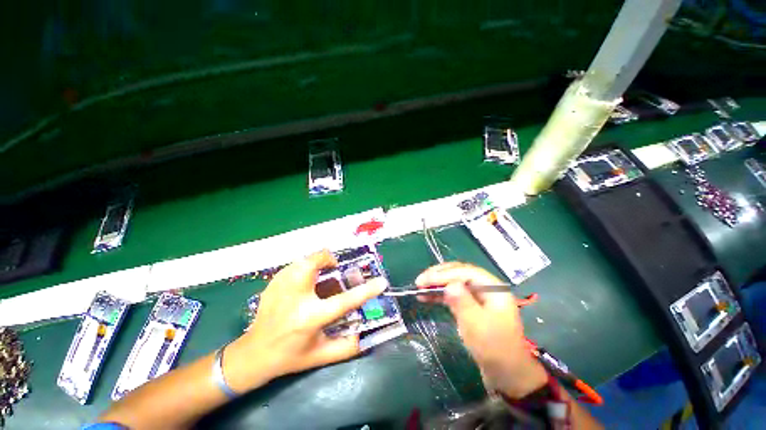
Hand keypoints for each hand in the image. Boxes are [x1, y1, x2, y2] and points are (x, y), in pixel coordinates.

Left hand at [223, 250, 387, 392]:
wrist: (253, 354)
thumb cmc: (289, 357)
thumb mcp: (320, 356)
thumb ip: (346, 347)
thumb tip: (366, 336)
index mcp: (310, 318)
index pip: (344, 301)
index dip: (366, 290)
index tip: (382, 281)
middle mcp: (295, 299)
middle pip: (313, 264)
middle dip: (327, 259)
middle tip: (333, 268)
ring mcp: (281, 288)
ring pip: (302, 259)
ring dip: (316, 262)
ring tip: (319, 274)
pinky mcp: (273, 283)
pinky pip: (293, 265)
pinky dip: (304, 267)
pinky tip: (304, 281)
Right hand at [415, 262, 546, 398]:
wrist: (506, 375)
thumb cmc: (494, 349)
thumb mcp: (477, 325)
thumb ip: (462, 302)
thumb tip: (448, 285)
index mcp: (493, 288)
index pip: (465, 272)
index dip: (444, 274)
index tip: (425, 280)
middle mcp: (485, 288)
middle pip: (459, 274)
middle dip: (438, 276)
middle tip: (420, 281)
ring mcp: (477, 298)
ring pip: (454, 283)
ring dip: (436, 285)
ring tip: (419, 288)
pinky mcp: (470, 307)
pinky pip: (453, 295)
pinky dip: (439, 295)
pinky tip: (426, 297)